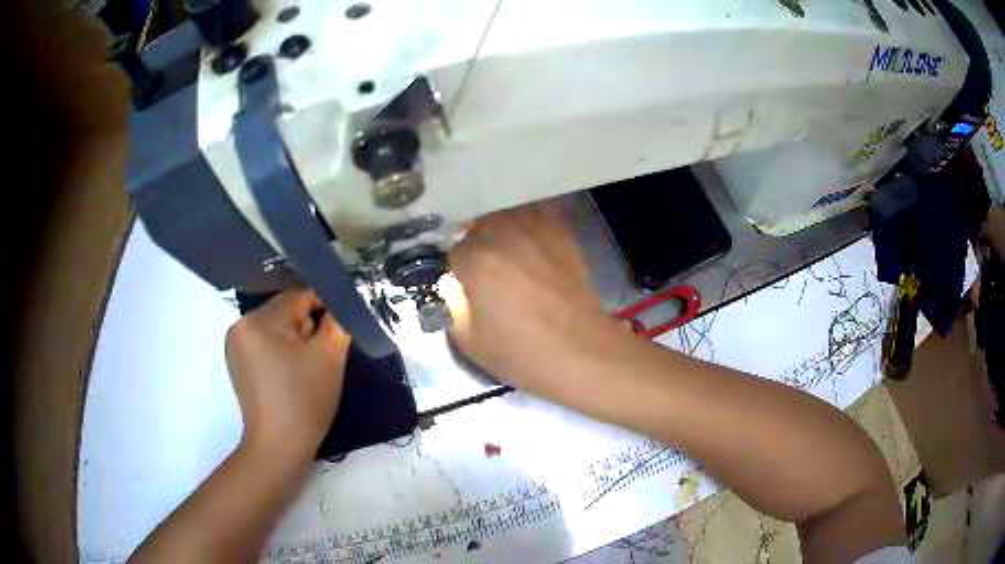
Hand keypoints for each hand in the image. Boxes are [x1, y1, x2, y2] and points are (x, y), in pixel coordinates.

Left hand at [225, 289, 350, 459]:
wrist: (279, 447)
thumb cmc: (304, 402)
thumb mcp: (330, 358)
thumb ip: (339, 320)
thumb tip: (342, 302)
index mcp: (259, 320)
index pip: (300, 296)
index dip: (325, 309)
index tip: (339, 332)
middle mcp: (241, 324)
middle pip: (286, 310)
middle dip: (307, 327)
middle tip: (320, 358)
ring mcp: (235, 343)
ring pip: (276, 326)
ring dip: (295, 339)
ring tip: (305, 369)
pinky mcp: (237, 360)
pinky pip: (265, 341)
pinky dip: (280, 350)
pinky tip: (289, 374)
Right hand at [447, 202, 623, 396]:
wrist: (580, 351)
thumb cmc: (521, 352)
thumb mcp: (469, 341)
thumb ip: (454, 308)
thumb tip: (456, 289)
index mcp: (476, 259)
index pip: (454, 248)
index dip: (459, 267)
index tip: (466, 281)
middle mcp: (502, 233)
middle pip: (479, 222)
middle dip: (477, 240)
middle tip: (486, 264)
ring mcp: (535, 227)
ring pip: (507, 210)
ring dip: (502, 224)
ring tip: (507, 244)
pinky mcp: (561, 231)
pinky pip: (538, 210)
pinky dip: (531, 217)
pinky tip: (532, 236)